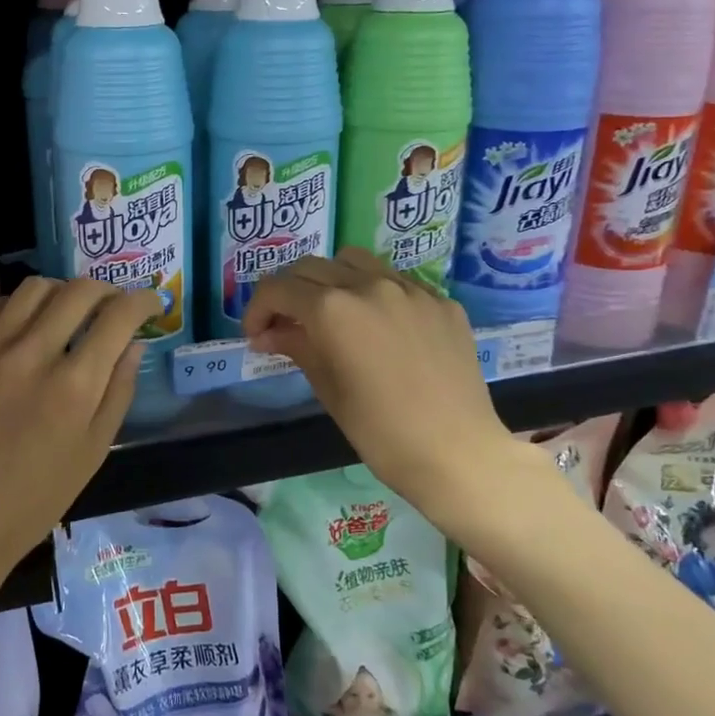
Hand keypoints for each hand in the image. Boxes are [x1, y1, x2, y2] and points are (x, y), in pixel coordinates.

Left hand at [0, 276, 161, 595]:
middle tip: (112, 305)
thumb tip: (134, 343)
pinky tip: (23, 325)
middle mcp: (32, 356)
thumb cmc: (37, 497)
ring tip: (67, 310)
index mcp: (74, 386)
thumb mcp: (94, 450)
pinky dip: (17, 307)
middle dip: (107, 290)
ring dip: (62, 292)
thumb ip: (119, 390)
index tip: (151, 304)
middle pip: (78, 291)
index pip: (118, 317)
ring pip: (34, 288)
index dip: (143, 302)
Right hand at [242, 249, 533, 534]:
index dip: (257, 309)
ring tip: (334, 314)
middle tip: (287, 325)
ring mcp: (410, 288)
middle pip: (311, 267)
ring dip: (332, 280)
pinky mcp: (441, 301)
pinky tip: (381, 328)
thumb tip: (268, 333)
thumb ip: (296, 347)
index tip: (256, 335)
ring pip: (355, 262)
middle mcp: (369, 284)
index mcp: (333, 309)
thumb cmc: (381, 432)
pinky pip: (397, 281)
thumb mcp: (328, 389)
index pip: (278, 288)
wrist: (458, 453)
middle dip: (290, 292)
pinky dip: (375, 293)